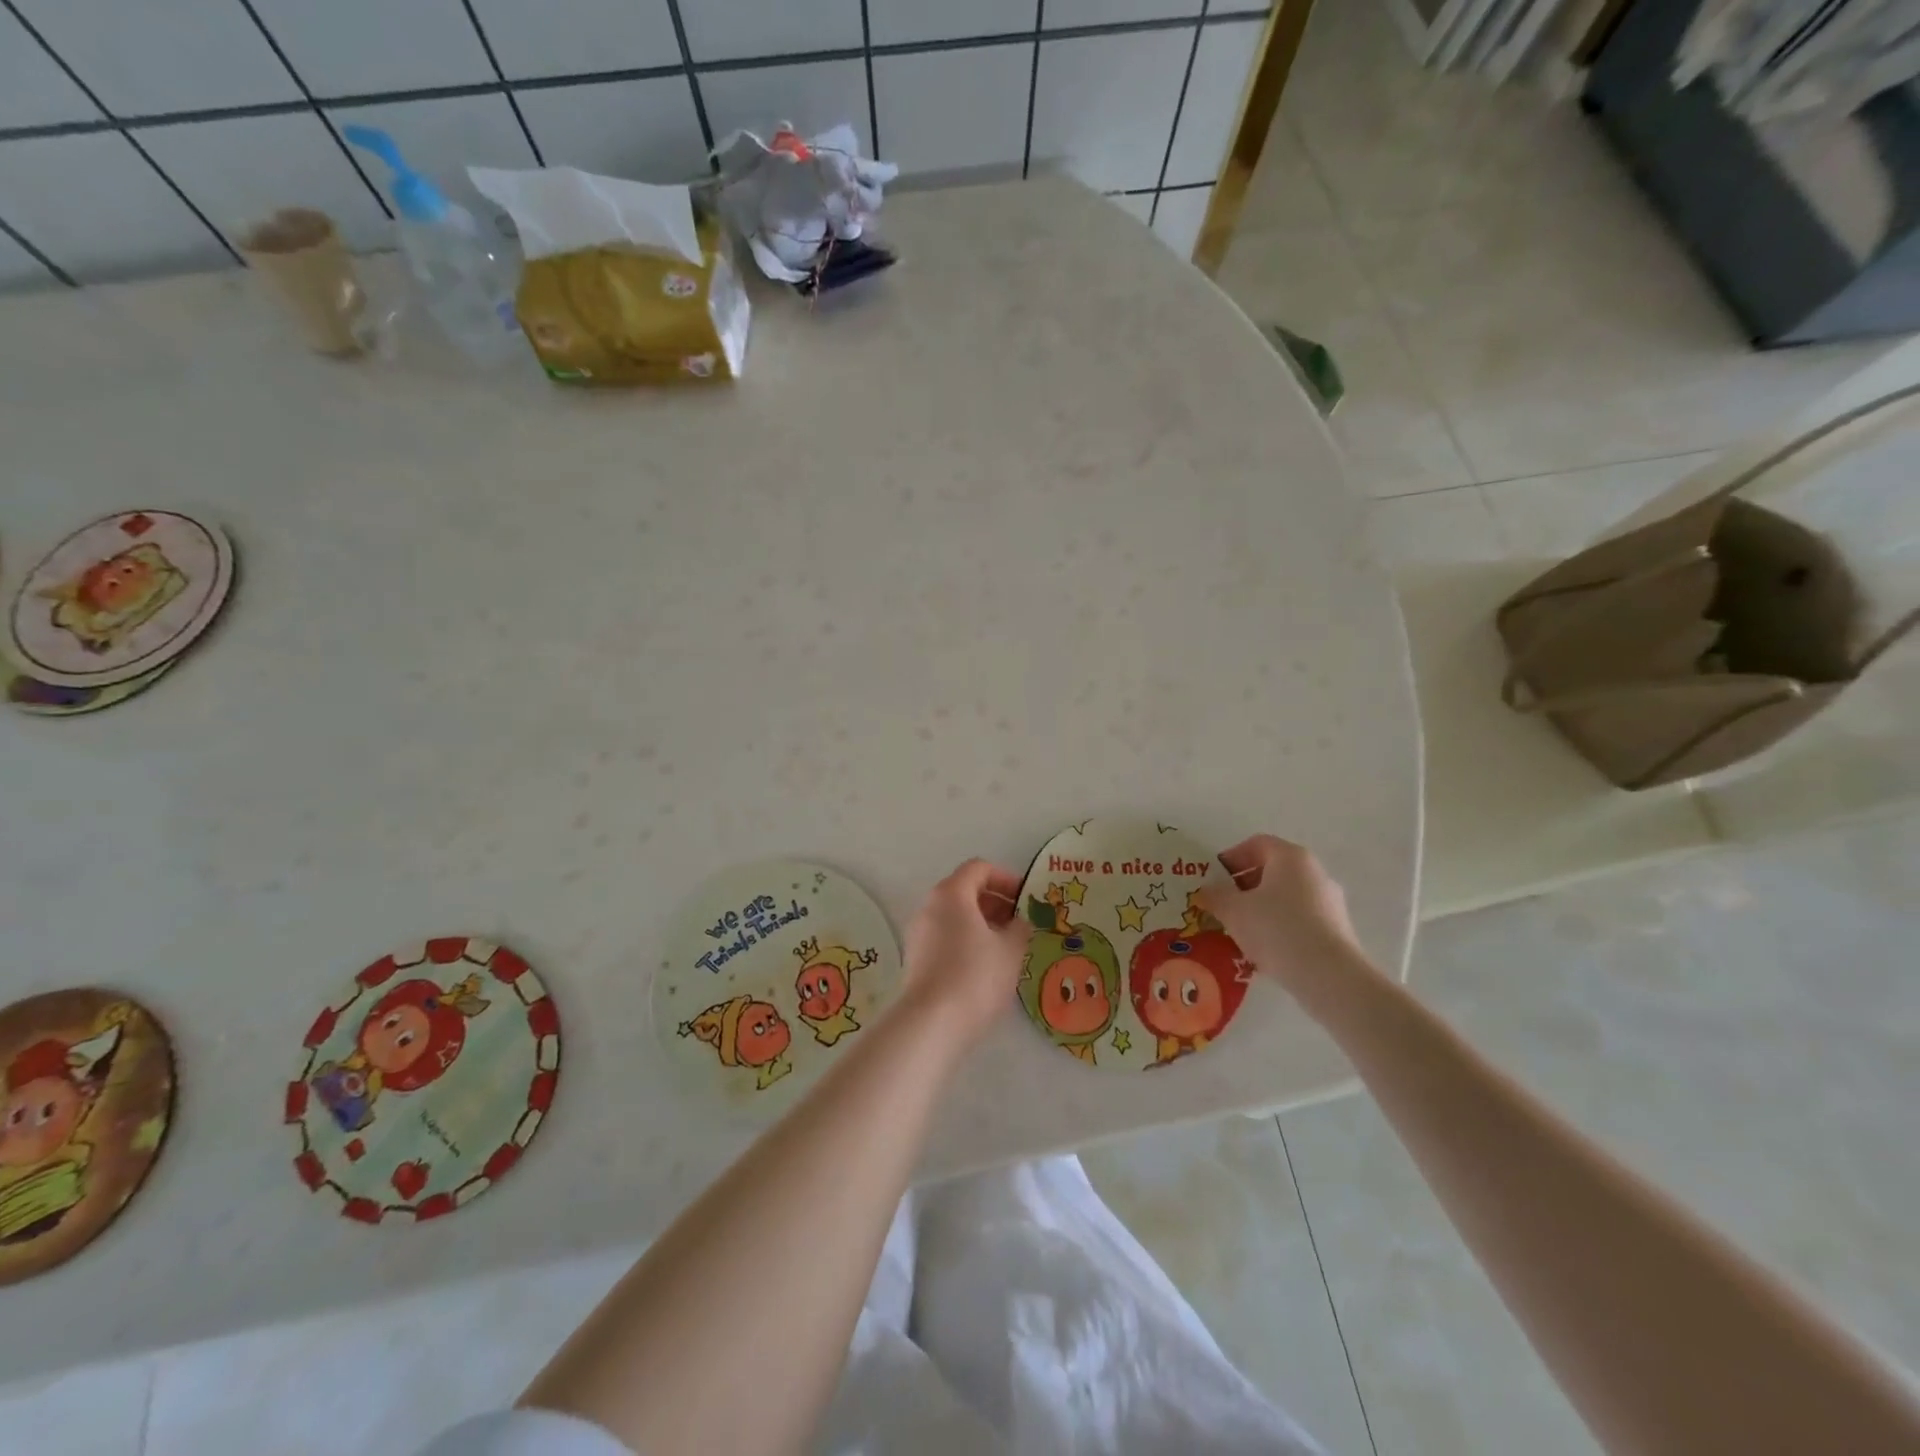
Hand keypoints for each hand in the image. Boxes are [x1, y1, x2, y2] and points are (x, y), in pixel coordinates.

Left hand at [900, 859, 1031, 1046]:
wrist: (931, 1023)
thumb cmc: (975, 976)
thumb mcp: (1010, 950)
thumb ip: (1019, 929)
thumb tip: (1019, 922)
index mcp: (951, 893)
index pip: (979, 869)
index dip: (1006, 878)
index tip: (1026, 898)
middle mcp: (930, 906)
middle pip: (964, 890)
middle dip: (995, 902)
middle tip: (1020, 923)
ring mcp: (918, 932)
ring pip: (954, 916)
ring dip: (982, 923)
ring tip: (1006, 947)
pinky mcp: (915, 958)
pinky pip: (944, 936)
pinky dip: (966, 940)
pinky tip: (985, 966)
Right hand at [1198, 835, 1371, 999]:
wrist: (1329, 976)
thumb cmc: (1276, 929)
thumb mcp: (1233, 910)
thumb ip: (1215, 896)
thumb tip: (1207, 891)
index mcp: (1291, 857)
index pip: (1256, 844)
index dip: (1231, 857)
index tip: (1214, 880)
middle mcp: (1314, 872)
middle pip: (1272, 870)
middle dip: (1243, 886)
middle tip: (1223, 906)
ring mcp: (1330, 901)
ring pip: (1285, 896)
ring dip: (1260, 908)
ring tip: (1240, 931)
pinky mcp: (1337, 929)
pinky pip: (1300, 919)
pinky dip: (1280, 926)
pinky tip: (1265, 948)